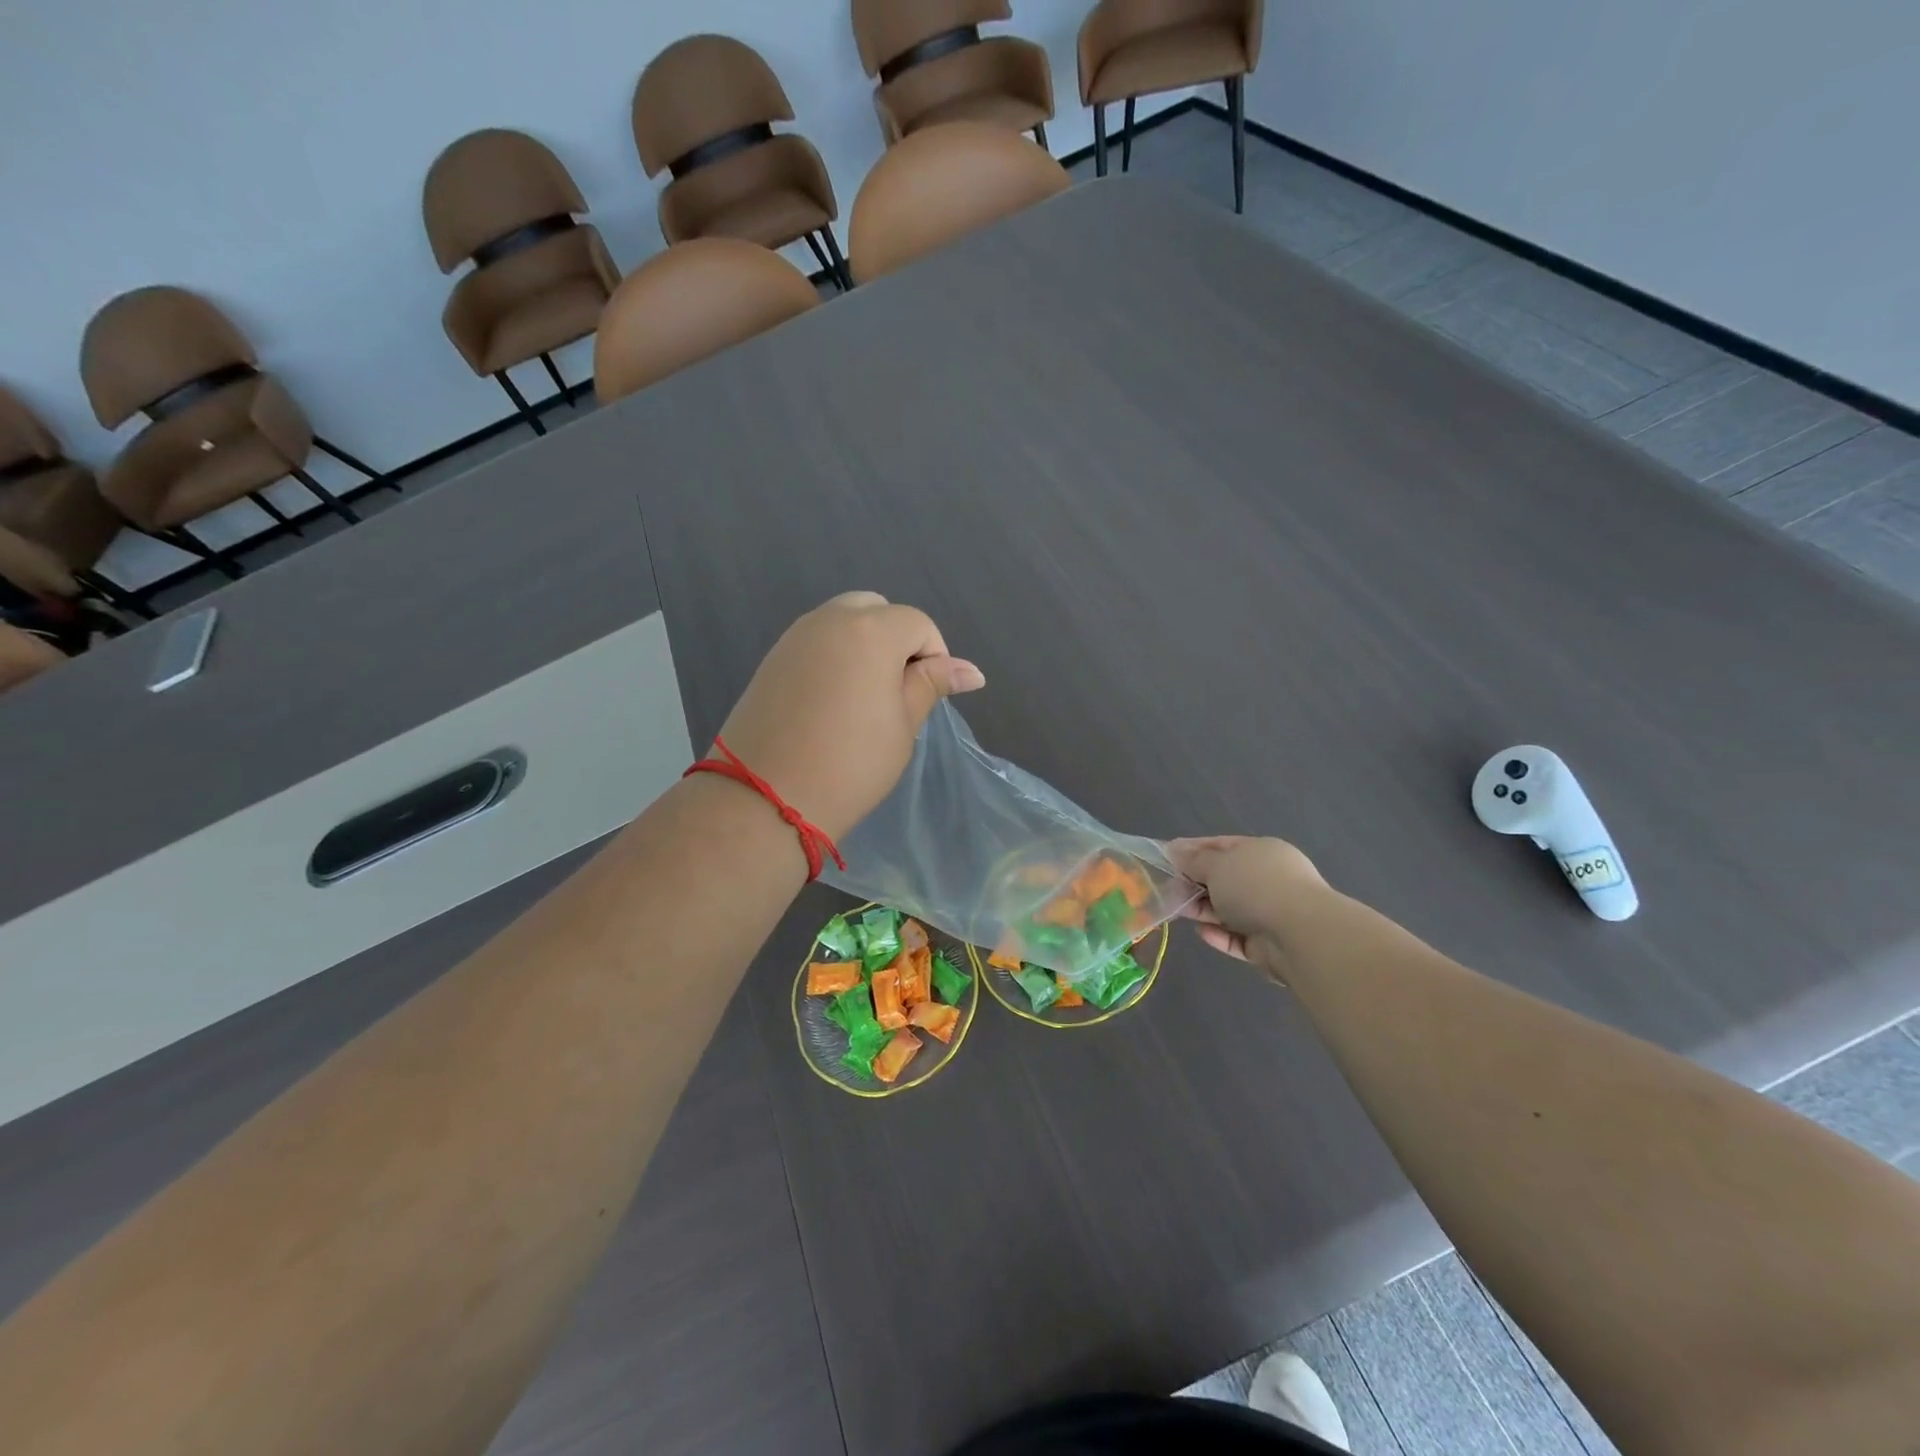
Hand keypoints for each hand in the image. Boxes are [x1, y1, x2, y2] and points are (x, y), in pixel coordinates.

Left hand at [714, 592, 984, 839]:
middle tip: (898, 691)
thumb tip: (971, 671)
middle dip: (897, 640)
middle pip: (877, 610)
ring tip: (866, 699)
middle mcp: (829, 619)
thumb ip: (932, 684)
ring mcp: (795, 637)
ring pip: (843, 622)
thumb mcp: (903, 724)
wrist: (766, 798)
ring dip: (865, 646)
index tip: (928, 697)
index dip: (935, 656)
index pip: (918, 624)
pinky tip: (833, 702)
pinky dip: (835, 657)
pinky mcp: (772, 659)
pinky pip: (816, 642)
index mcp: (870, 630)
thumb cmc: (851, 763)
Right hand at [1166, 836, 1331, 980]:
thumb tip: (1176, 850)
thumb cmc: (1255, 887)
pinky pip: (1237, 937)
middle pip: (1224, 879)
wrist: (1299, 935)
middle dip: (1195, 882)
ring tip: (1177, 910)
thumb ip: (1194, 860)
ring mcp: (1270, 913)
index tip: (1165, 855)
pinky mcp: (1268, 945)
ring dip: (1203, 909)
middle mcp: (1268, 879)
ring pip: (1229, 909)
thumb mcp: (1217, 865)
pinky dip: (1219, 935)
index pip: (1221, 845)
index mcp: (1261, 852)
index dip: (1193, 849)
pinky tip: (1201, 933)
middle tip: (1167, 887)